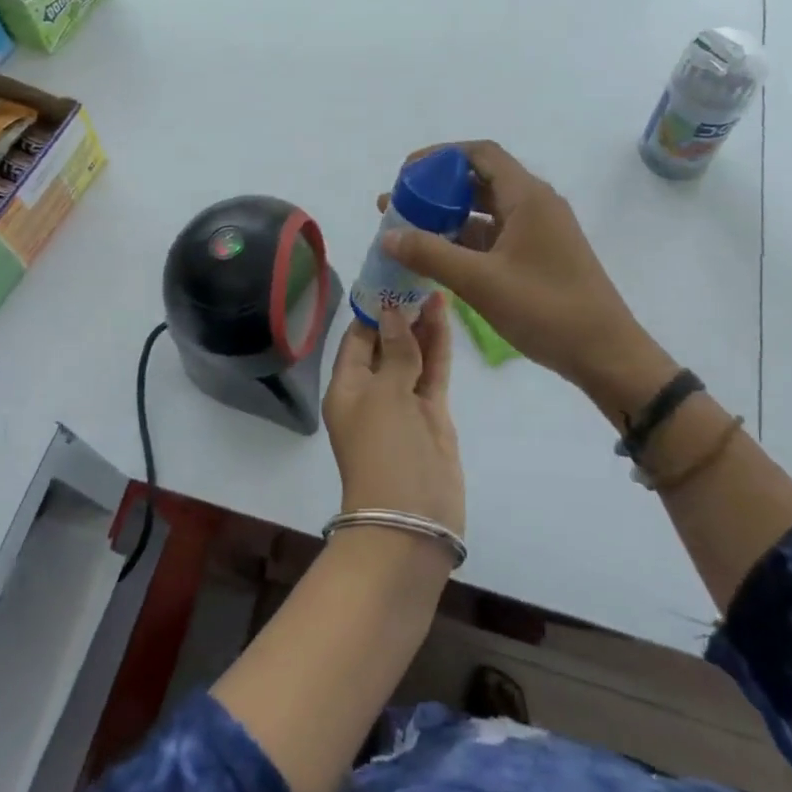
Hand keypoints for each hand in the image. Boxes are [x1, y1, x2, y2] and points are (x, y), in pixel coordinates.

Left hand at [321, 294, 463, 536]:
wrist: (412, 518)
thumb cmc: (384, 450)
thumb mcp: (385, 395)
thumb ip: (396, 352)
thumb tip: (393, 312)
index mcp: (346, 386)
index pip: (357, 337)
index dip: (373, 308)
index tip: (390, 276)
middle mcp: (373, 391)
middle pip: (387, 342)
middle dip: (400, 312)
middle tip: (418, 273)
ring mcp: (404, 402)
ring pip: (413, 353)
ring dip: (421, 324)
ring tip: (434, 284)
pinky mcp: (432, 413)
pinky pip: (433, 371)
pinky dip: (438, 345)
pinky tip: (445, 315)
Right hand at [380, 141, 670, 414]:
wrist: (605, 354)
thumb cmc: (546, 309)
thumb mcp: (480, 282)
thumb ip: (430, 254)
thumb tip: (387, 235)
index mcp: (528, 197)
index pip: (480, 154)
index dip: (440, 157)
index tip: (406, 173)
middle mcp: (535, 205)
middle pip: (480, 181)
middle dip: (437, 189)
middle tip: (399, 206)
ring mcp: (539, 232)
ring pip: (486, 211)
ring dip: (448, 217)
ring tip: (408, 232)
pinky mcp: (538, 257)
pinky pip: (495, 236)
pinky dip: (465, 240)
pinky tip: (438, 258)